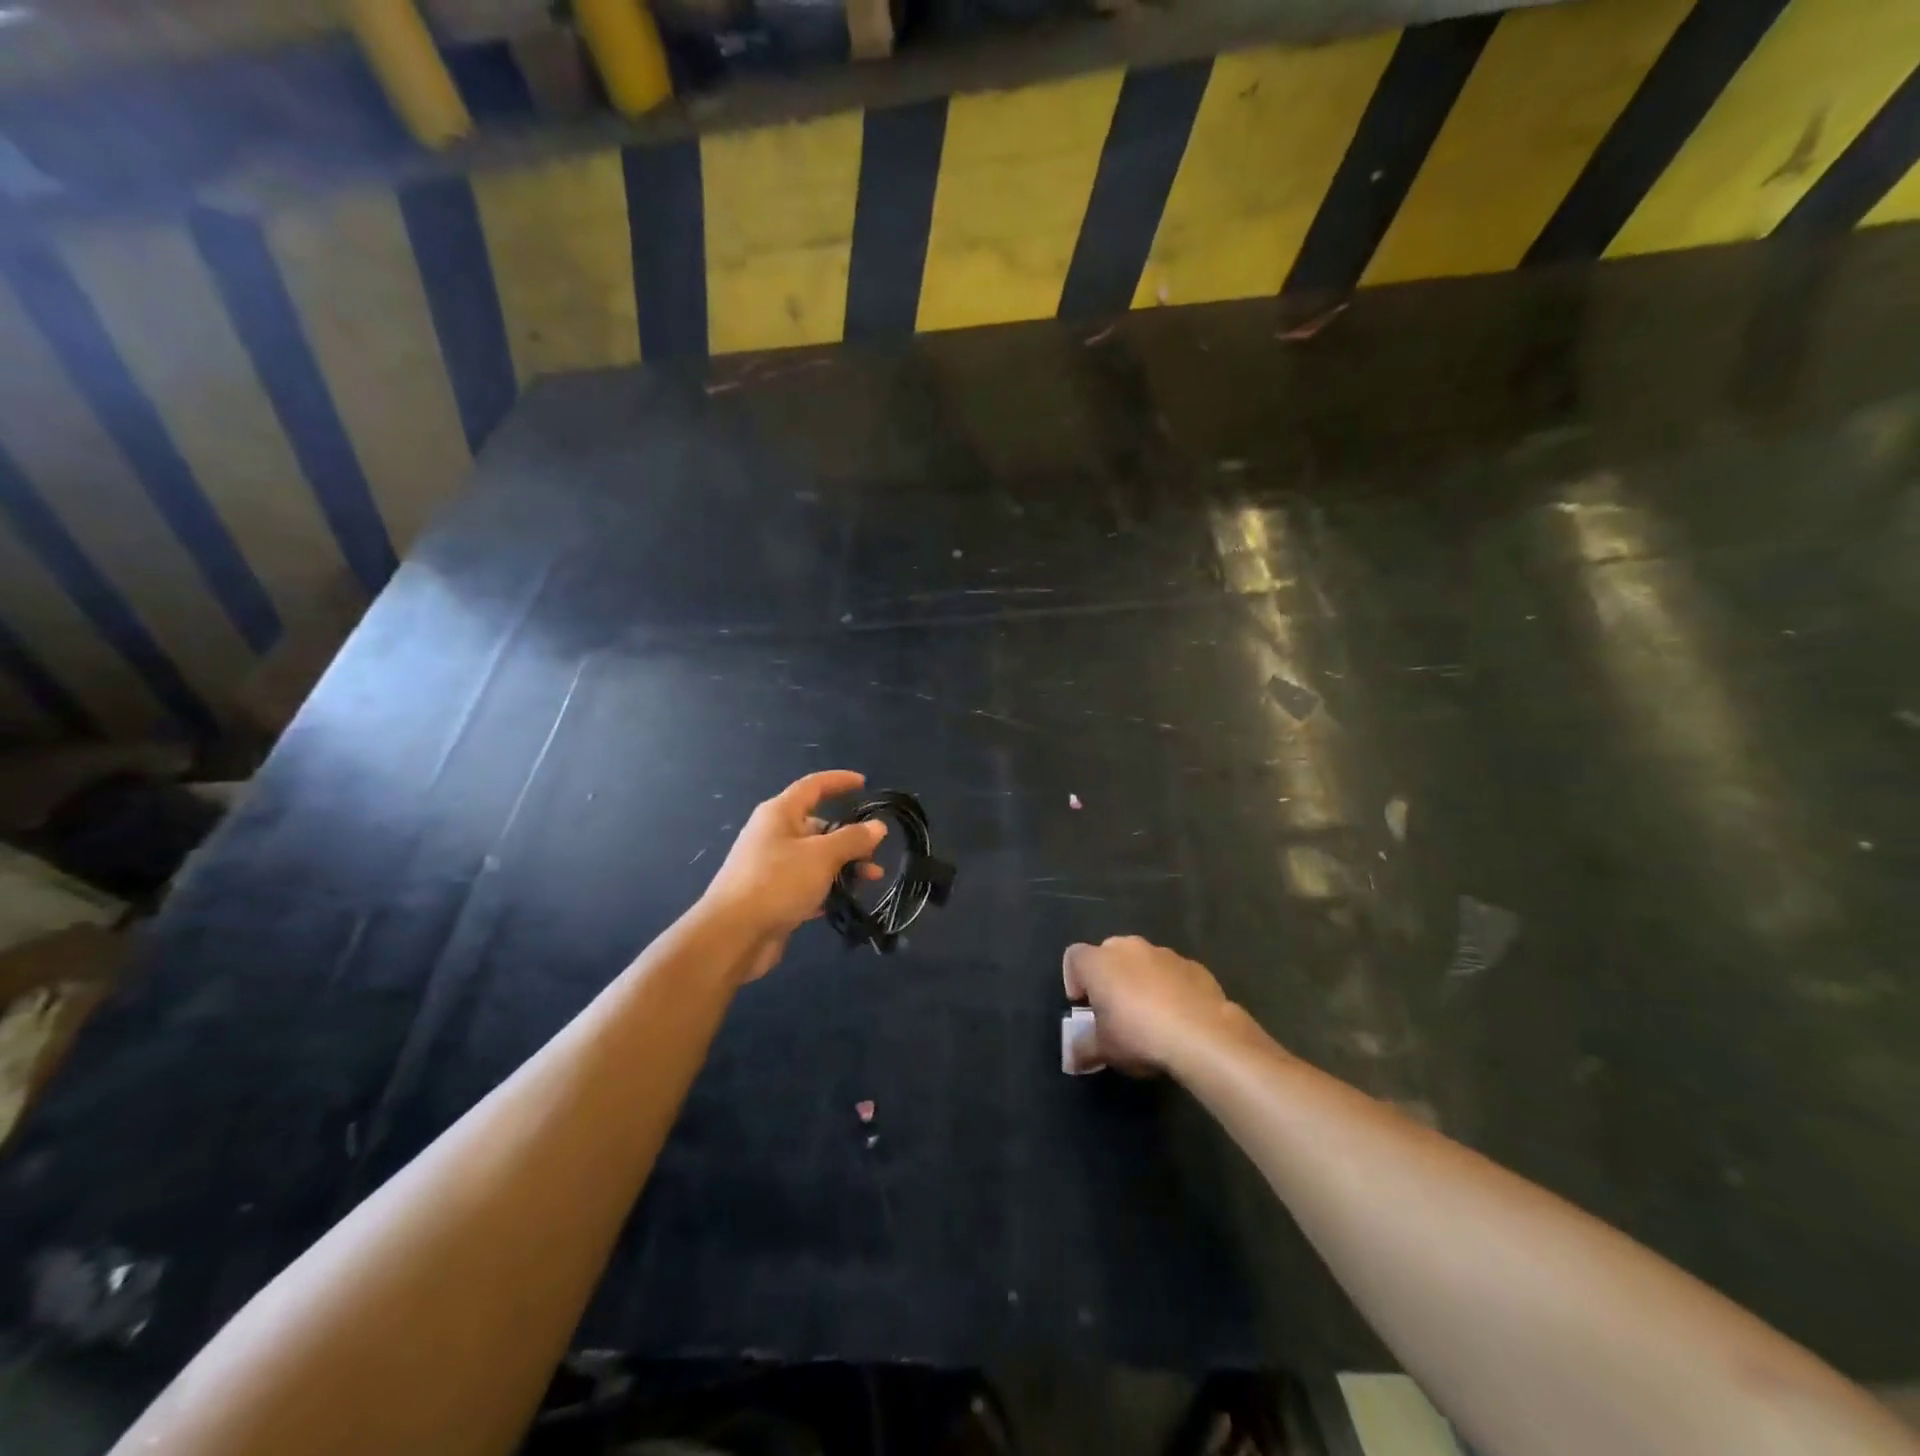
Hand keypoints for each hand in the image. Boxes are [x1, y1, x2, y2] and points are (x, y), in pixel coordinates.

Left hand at [701, 771, 886, 979]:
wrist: (733, 935)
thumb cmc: (777, 882)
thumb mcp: (822, 856)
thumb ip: (852, 839)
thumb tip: (878, 826)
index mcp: (779, 813)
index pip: (813, 786)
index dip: (839, 781)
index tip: (865, 783)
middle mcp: (774, 834)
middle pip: (818, 825)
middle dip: (850, 836)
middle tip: (874, 852)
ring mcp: (772, 866)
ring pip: (816, 857)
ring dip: (844, 865)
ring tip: (870, 880)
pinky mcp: (774, 894)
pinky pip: (808, 882)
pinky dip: (828, 887)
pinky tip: (846, 900)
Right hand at [1062, 936, 1233, 1074]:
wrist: (1203, 1035)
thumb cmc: (1140, 1036)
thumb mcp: (1104, 1050)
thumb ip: (1083, 1049)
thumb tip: (1072, 1057)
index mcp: (1099, 962)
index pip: (1074, 957)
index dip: (1073, 979)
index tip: (1084, 1006)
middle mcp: (1129, 948)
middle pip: (1110, 954)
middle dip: (1109, 977)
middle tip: (1115, 1010)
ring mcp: (1165, 954)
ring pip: (1144, 962)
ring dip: (1141, 981)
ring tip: (1150, 1016)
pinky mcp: (1194, 966)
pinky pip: (1173, 973)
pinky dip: (1170, 987)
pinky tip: (1179, 1016)